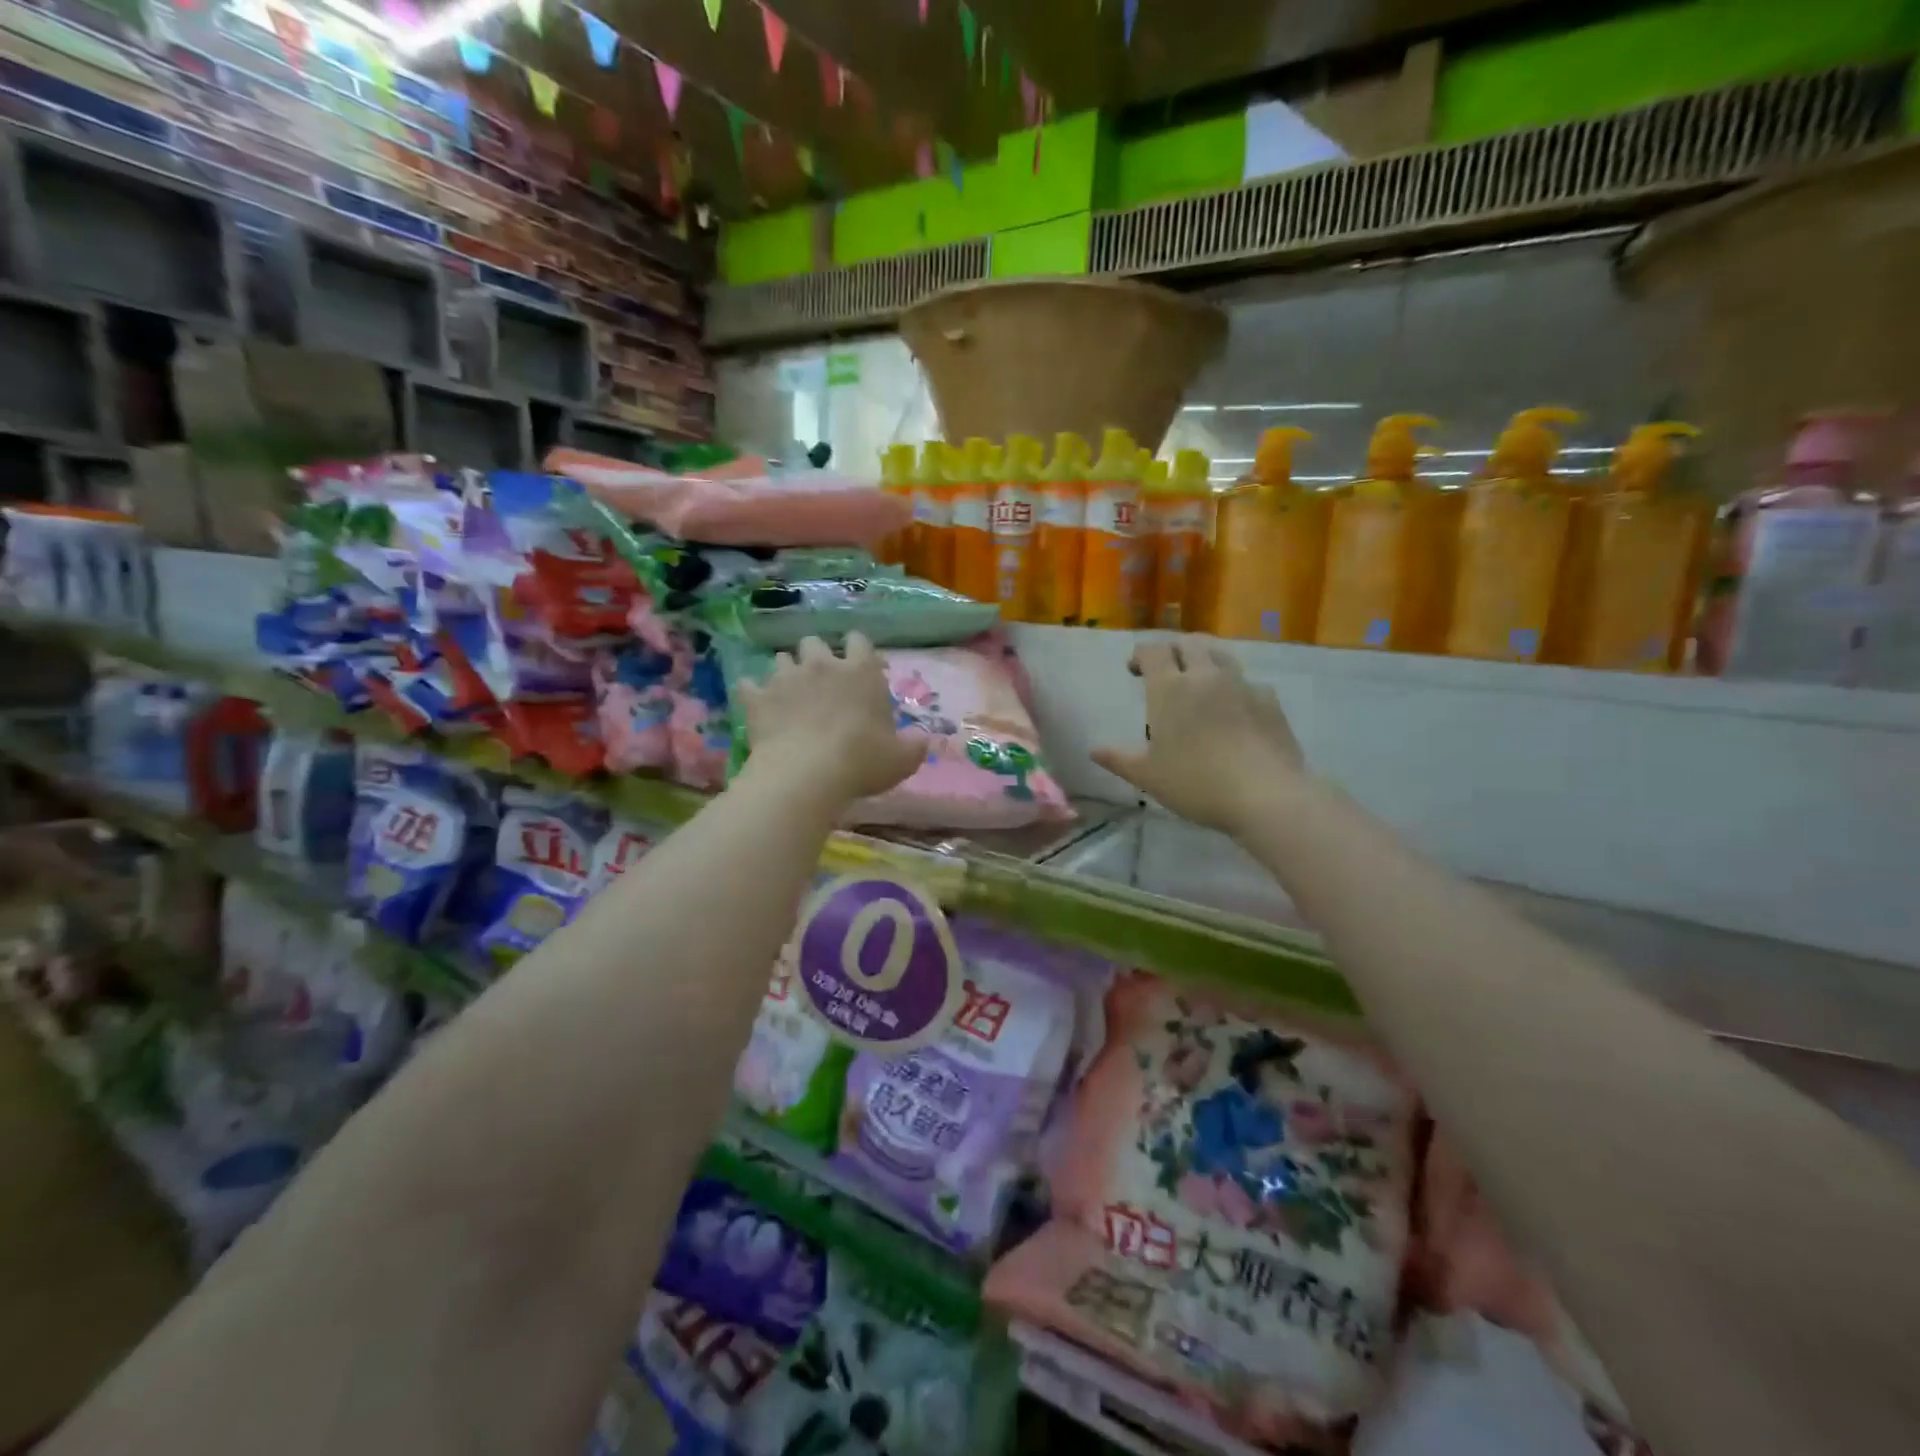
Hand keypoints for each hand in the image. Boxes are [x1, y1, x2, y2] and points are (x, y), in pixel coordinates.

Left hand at [736, 633, 925, 807]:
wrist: (806, 774)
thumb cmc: (862, 761)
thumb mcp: (902, 759)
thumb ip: (914, 745)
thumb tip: (923, 740)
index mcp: (860, 671)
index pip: (860, 641)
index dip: (858, 649)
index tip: (860, 666)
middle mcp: (822, 664)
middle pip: (814, 642)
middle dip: (817, 655)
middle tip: (822, 680)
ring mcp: (785, 678)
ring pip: (781, 658)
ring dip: (786, 670)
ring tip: (790, 691)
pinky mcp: (757, 698)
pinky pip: (748, 685)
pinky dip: (752, 692)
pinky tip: (756, 703)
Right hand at [1092, 638, 1306, 836]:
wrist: (1265, 795)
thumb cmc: (1196, 783)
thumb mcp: (1148, 776)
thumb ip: (1119, 759)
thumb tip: (1094, 750)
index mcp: (1170, 689)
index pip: (1153, 651)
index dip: (1141, 655)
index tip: (1134, 670)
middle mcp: (1205, 676)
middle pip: (1189, 642)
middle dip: (1174, 650)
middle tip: (1166, 670)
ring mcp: (1242, 685)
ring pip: (1220, 655)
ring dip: (1204, 659)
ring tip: (1199, 682)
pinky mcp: (1269, 700)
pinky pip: (1247, 681)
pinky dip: (1234, 687)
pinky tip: (1233, 709)